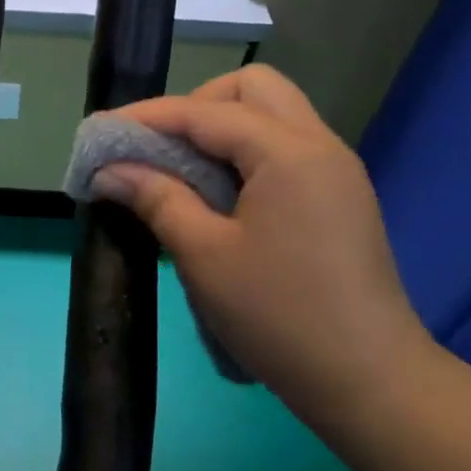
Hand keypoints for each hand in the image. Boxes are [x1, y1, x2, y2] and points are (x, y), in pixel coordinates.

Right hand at [92, 66, 431, 411]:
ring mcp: (336, 172)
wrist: (368, 380)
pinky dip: (244, 155)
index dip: (149, 117)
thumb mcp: (204, 256)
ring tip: (181, 172)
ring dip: (221, 130)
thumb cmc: (278, 315)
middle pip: (253, 90)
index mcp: (290, 152)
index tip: (102, 134)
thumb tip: (110, 170)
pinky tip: (218, 196)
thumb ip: (156, 198)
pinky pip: (285, 149)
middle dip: (196, 107)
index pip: (206, 111)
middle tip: (159, 149)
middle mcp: (320, 146)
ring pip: (273, 116)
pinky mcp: (339, 199)